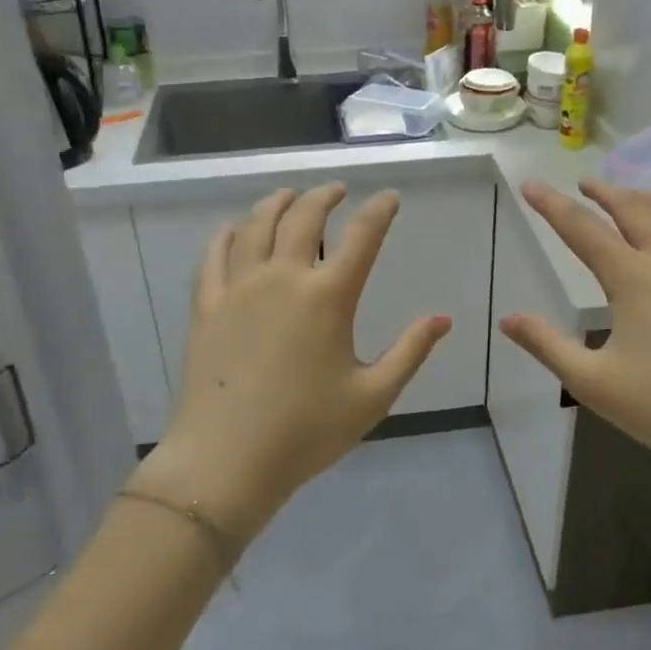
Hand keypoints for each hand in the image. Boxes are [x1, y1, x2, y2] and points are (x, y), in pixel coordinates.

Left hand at [133, 184, 450, 539]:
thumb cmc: (307, 431)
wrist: (227, 460)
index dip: (379, 210)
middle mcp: (282, 278)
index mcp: (328, 297)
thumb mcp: (372, 397)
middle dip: (324, 196)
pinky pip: (214, 256)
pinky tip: (234, 229)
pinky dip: (227, 234)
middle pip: (303, 217)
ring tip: (289, 196)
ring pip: (256, 226)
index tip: (389, 197)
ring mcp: (239, 288)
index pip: (362, 236)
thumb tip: (443, 318)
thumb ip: (410, 352)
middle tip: (336, 190)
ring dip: (276, 203)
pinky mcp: (207, 306)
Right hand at [500, 180, 650, 502]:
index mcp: (633, 279)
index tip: (531, 185)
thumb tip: (508, 319)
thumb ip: (547, 346)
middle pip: (635, 211)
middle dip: (605, 192)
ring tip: (636, 195)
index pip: (583, 230)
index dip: (552, 206)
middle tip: (584, 184)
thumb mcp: (592, 382)